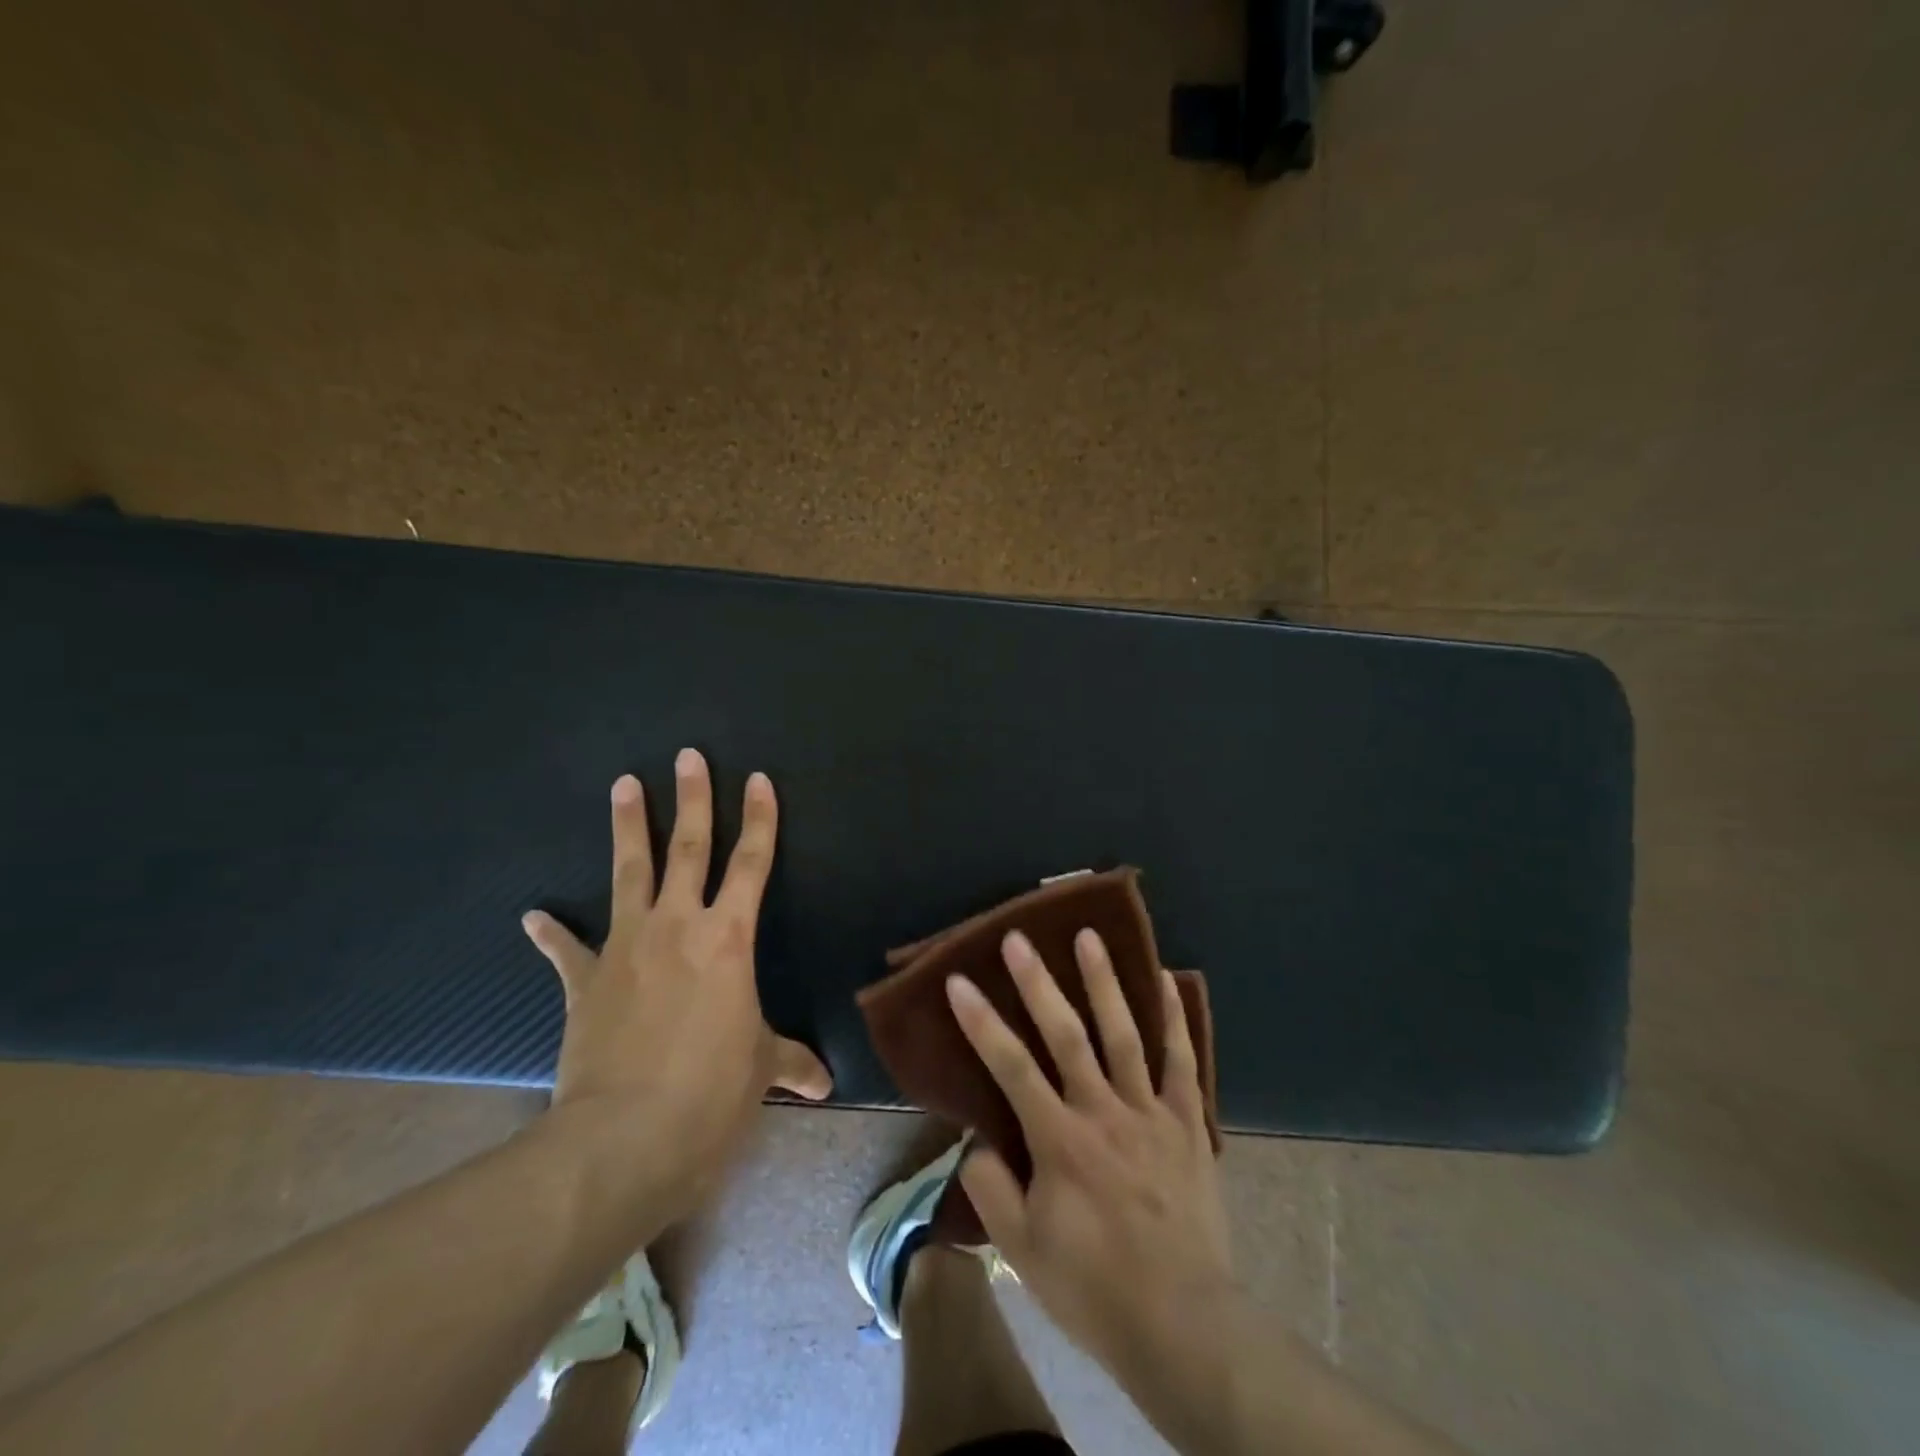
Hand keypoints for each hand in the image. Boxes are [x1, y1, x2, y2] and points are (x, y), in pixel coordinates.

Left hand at [522, 750, 830, 1223]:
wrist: (626, 1137)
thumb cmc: (711, 1092)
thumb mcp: (760, 1070)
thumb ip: (790, 1062)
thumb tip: (825, 1084)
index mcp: (728, 938)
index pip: (752, 863)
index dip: (760, 819)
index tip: (758, 779)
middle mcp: (678, 926)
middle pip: (688, 849)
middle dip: (692, 799)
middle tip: (687, 756)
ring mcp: (626, 947)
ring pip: (629, 873)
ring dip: (628, 827)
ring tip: (623, 784)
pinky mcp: (585, 982)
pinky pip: (568, 950)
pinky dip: (553, 933)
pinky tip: (535, 914)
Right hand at [947, 930, 1243, 1449]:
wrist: (1183, 1323)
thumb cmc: (1094, 1286)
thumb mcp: (1024, 1249)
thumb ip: (992, 1188)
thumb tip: (978, 1141)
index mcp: (1059, 1140)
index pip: (1011, 1067)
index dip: (981, 1021)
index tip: (958, 981)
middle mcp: (1103, 1112)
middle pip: (1066, 1034)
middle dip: (1038, 982)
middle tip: (1018, 938)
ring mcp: (1150, 1112)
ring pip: (1124, 1034)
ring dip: (1104, 981)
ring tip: (1088, 936)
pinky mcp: (1187, 1123)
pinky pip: (1182, 1061)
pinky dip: (1173, 1018)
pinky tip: (1166, 979)